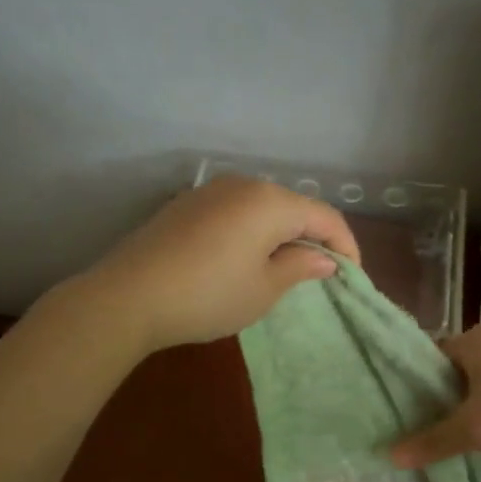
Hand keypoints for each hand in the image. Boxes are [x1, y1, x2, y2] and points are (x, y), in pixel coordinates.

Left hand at [77, 176, 361, 353]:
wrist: (128, 296)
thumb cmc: (208, 296)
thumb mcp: (263, 289)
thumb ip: (299, 267)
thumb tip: (324, 258)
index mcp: (270, 201)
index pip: (324, 216)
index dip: (345, 245)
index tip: (352, 277)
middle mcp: (243, 185)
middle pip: (292, 206)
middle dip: (312, 237)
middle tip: (319, 274)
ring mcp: (209, 192)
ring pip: (262, 208)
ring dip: (280, 234)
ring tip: (283, 268)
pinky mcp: (185, 205)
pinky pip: (234, 213)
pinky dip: (250, 232)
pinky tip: (243, 258)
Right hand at [390, 323, 480, 467]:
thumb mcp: (474, 431)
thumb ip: (430, 442)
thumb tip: (389, 456)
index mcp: (473, 339)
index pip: (428, 358)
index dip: (414, 386)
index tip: (406, 415)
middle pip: (456, 367)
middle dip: (444, 397)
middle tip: (432, 430)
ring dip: (475, 402)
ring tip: (466, 434)